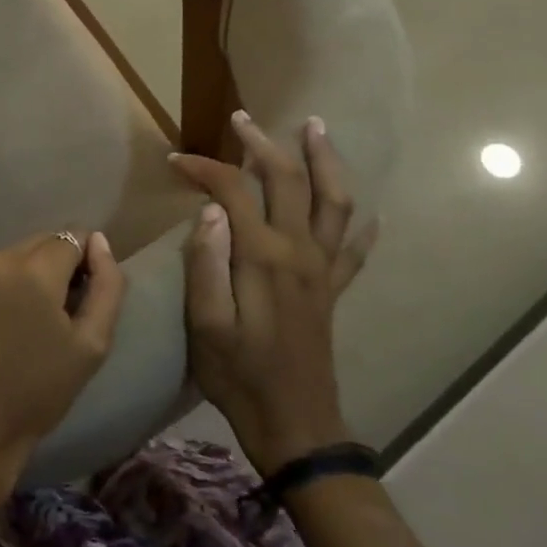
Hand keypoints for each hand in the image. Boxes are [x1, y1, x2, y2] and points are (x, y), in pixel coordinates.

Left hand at [0, 231, 126, 508]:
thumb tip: (99, 242)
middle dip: (48, 269)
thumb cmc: (36, 396)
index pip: (70, 237)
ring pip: (1, 264)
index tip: (79, 293)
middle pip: (34, 246)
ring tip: (11, 329)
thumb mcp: (90, 347)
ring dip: (13, 282)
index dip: (82, 261)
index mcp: (34, 270)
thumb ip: (107, 286)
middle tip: (47, 316)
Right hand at [169, 112, 377, 476]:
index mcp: (263, 257)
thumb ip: (205, 262)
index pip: (232, 192)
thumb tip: (210, 208)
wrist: (295, 426)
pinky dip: (362, 226)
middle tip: (243, 120)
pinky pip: (354, 249)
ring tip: (315, 129)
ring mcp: (322, 270)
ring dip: (325, 161)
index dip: (204, 169)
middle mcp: (299, 252)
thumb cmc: (239, 376)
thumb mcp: (205, 324)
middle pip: (288, 181)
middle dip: (264, 144)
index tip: (176, 161)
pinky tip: (370, 214)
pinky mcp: (332, 291)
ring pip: (334, 202)